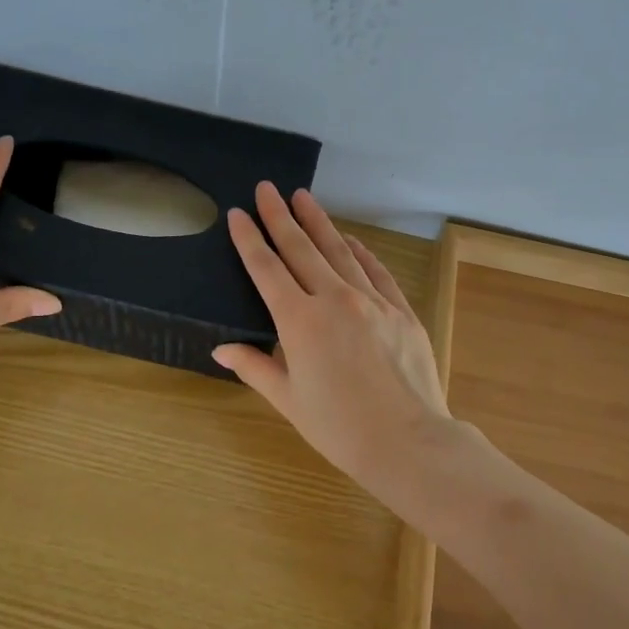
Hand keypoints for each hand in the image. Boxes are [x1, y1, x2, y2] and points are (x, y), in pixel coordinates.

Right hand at [213, 184, 453, 493]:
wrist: (408, 441)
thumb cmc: (339, 428)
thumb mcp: (289, 400)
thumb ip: (255, 367)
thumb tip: (221, 349)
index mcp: (299, 321)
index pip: (266, 269)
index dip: (249, 240)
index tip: (238, 214)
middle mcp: (334, 299)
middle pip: (301, 248)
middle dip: (280, 216)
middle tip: (267, 188)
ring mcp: (372, 300)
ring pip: (339, 251)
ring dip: (319, 223)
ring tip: (303, 197)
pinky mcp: (401, 310)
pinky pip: (376, 271)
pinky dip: (360, 252)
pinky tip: (350, 240)